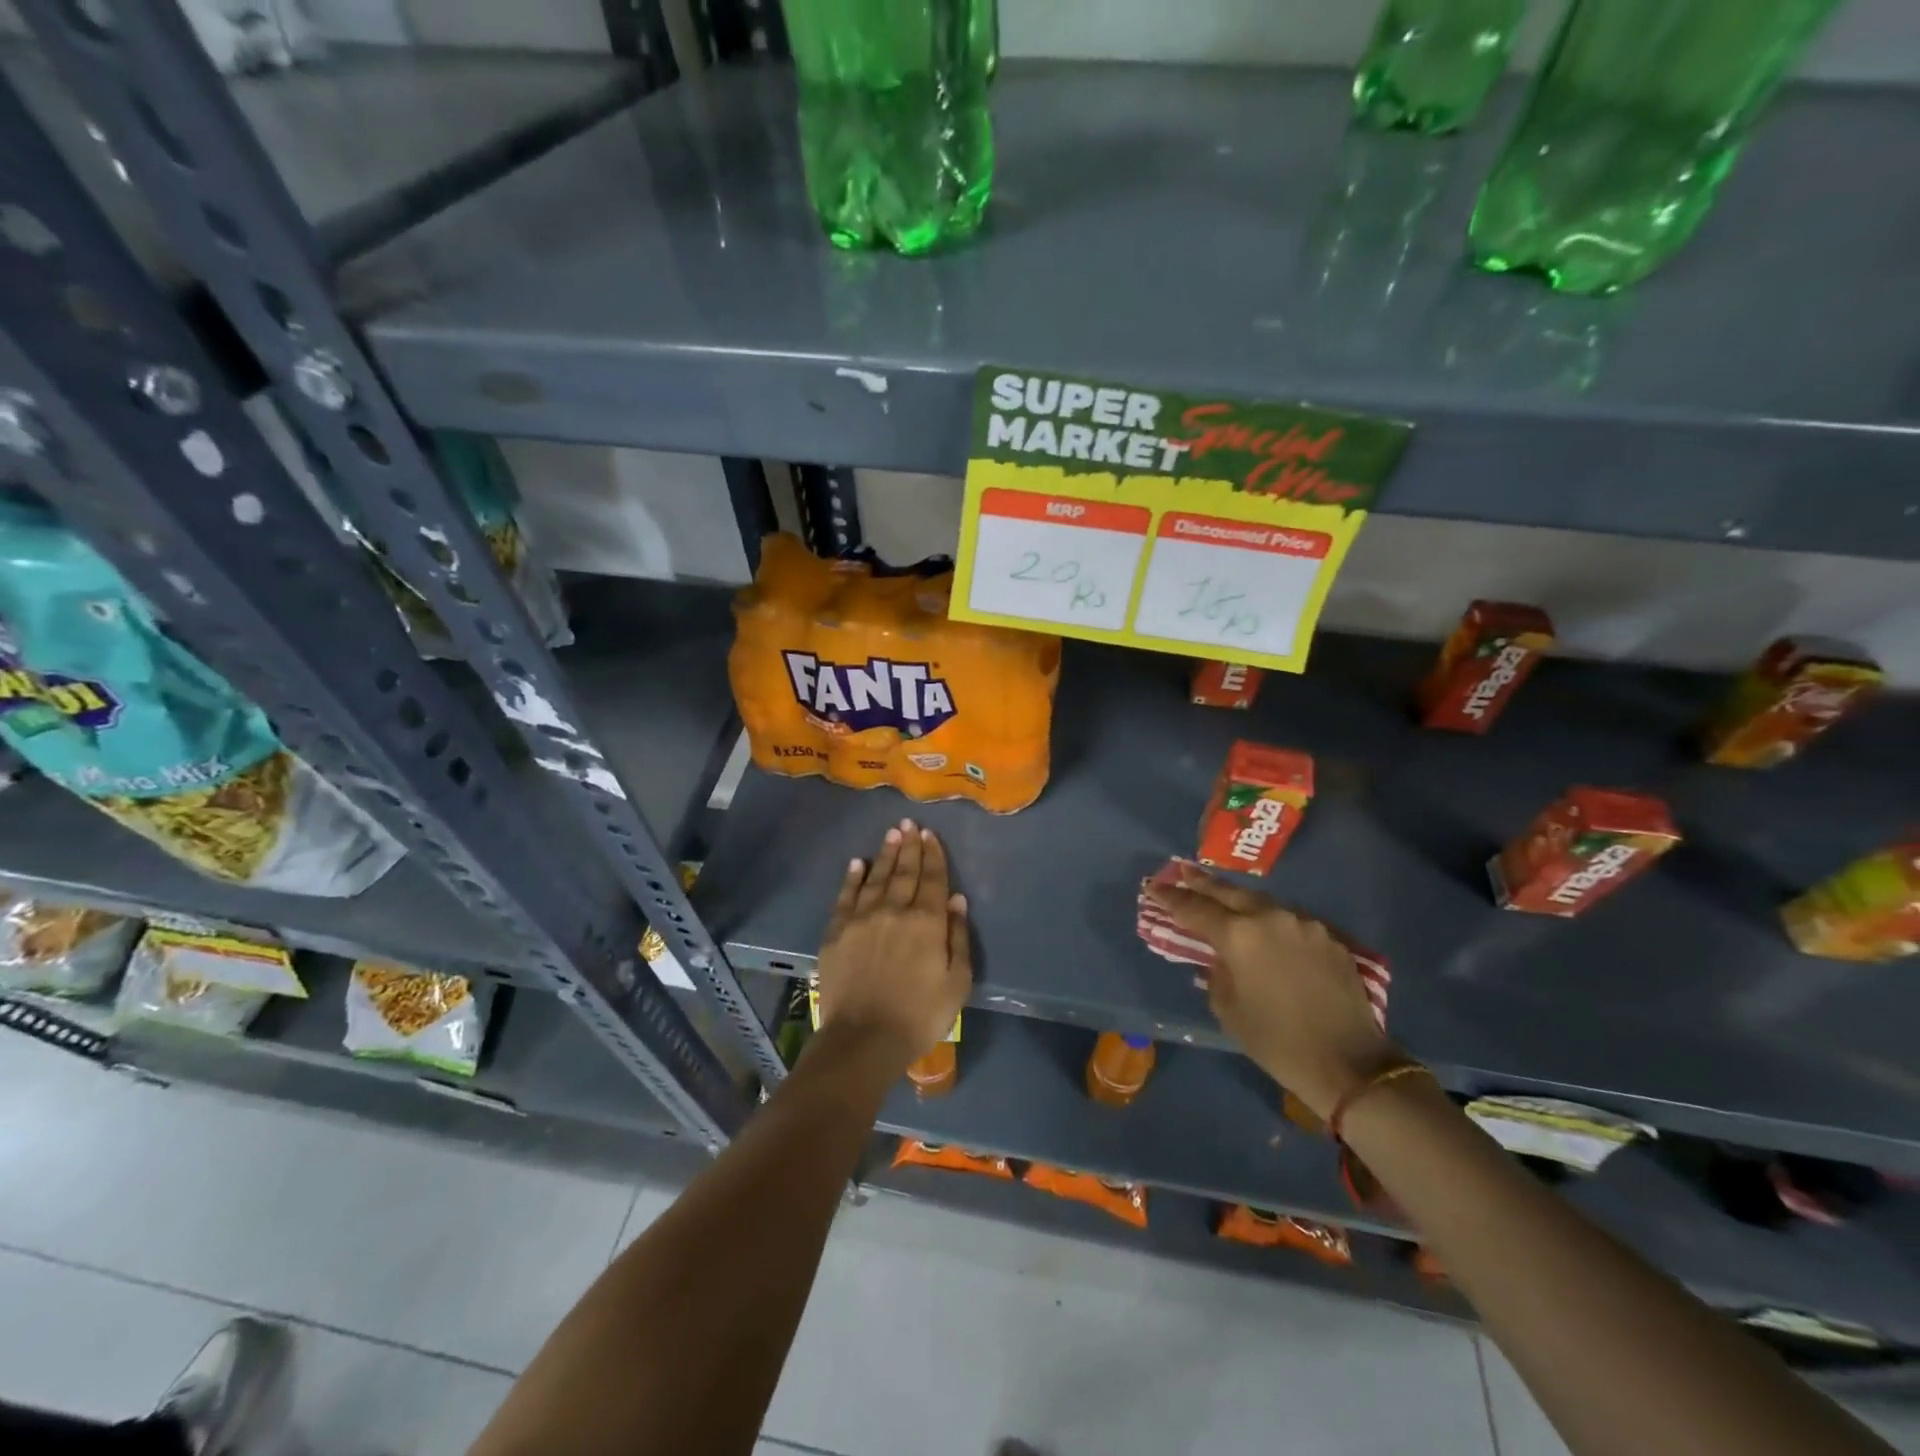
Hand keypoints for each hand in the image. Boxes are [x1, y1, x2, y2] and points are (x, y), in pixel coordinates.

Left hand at [814, 818, 971, 1075]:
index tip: (931, 835)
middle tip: (910, 824)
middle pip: (904, 871)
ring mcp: (862, 918)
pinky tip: (859, 863)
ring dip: (886, 854)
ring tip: (892, 834)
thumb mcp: (956, 982)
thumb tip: (955, 899)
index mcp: (926, 922)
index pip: (932, 879)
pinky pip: (846, 896)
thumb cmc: (920, 1015)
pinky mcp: (837, 931)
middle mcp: (894, 910)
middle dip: (910, 846)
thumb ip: (958, 937)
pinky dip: (853, 877)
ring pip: (877, 877)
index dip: (933, 855)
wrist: (864, 1039)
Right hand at [1145, 868, 1394, 1117]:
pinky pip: (1290, 923)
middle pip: (1229, 892)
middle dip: (1203, 883)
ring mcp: (1303, 925)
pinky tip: (1267, 933)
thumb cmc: (1277, 1042)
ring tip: (1224, 900)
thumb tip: (1220, 958)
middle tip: (1183, 871)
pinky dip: (1271, 923)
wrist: (1350, 1064)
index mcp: (1239, 936)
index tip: (1153, 886)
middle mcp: (1270, 918)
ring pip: (1263, 904)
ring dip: (1240, 901)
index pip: (1195, 908)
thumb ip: (1217, 974)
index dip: (1171, 897)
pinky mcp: (1328, 938)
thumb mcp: (1229, 1010)